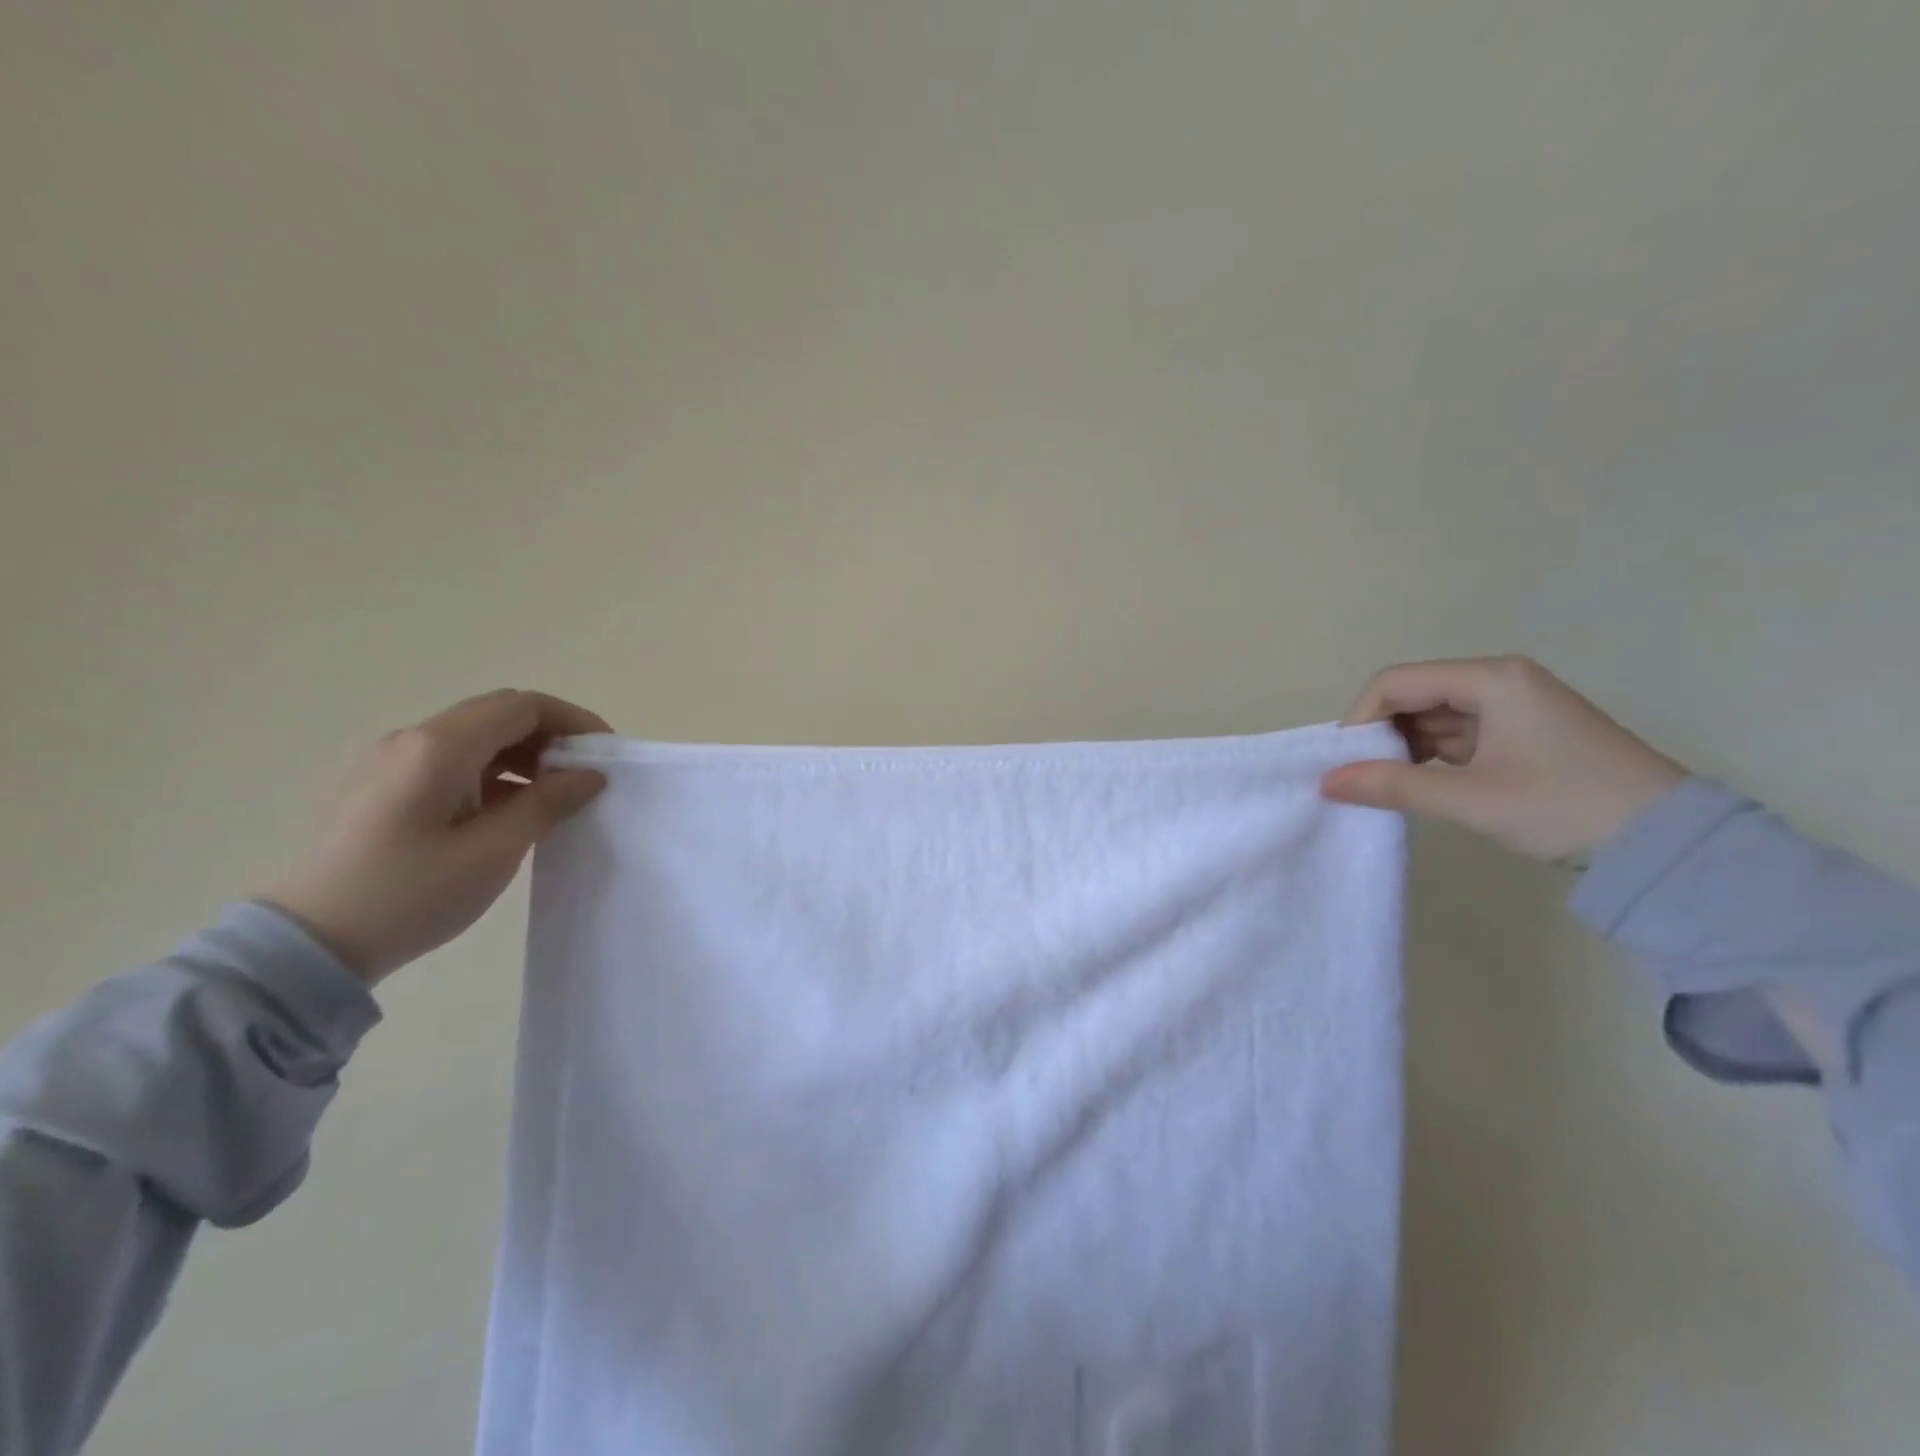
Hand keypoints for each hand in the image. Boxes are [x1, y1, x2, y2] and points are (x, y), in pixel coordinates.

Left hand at [262, 689, 610, 983]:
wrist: (309, 944)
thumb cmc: (410, 895)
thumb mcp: (494, 851)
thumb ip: (548, 802)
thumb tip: (589, 774)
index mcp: (438, 747)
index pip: (522, 706)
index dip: (572, 720)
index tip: (605, 752)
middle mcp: (410, 739)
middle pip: (497, 713)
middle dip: (549, 735)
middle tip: (582, 774)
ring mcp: (387, 760)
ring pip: (472, 736)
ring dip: (520, 754)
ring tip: (549, 796)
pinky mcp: (377, 785)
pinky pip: (448, 760)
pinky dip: (489, 771)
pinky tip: (504, 809)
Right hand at [1320, 656, 1687, 861]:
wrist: (1668, 844)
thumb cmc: (1565, 807)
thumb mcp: (1471, 799)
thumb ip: (1393, 786)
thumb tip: (1326, 782)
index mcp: (1492, 679)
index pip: (1396, 682)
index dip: (1361, 718)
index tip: (1347, 762)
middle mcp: (1500, 682)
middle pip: (1414, 695)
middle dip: (1381, 734)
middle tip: (1363, 778)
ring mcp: (1514, 708)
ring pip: (1433, 717)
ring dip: (1404, 748)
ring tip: (1388, 787)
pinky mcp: (1522, 735)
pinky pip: (1457, 735)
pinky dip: (1431, 757)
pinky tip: (1420, 785)